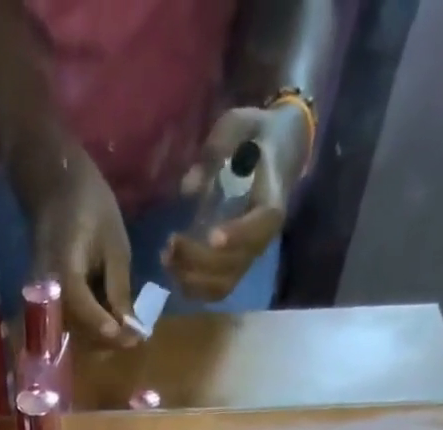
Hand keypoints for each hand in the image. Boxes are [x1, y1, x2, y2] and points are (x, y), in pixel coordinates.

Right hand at [25, 143, 138, 346]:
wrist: (54, 188)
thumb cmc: (89, 206)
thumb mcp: (114, 245)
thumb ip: (119, 289)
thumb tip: (129, 327)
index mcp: (62, 269)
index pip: (82, 309)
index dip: (106, 327)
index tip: (132, 339)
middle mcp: (46, 290)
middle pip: (76, 329)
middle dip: (107, 339)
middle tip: (135, 338)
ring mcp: (43, 297)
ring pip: (72, 331)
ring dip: (100, 336)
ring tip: (127, 330)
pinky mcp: (46, 301)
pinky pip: (68, 321)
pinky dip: (90, 325)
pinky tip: (110, 318)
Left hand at [166, 104, 308, 301]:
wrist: (276, 152)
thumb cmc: (255, 137)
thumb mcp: (239, 126)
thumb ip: (217, 149)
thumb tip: (189, 187)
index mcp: (270, 204)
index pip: (259, 228)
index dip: (237, 235)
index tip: (211, 236)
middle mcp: (261, 238)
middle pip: (233, 264)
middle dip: (199, 259)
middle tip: (170, 243)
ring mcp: (247, 256)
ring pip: (221, 284)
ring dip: (191, 278)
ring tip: (166, 258)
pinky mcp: (234, 266)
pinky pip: (215, 289)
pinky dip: (192, 287)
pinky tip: (173, 271)